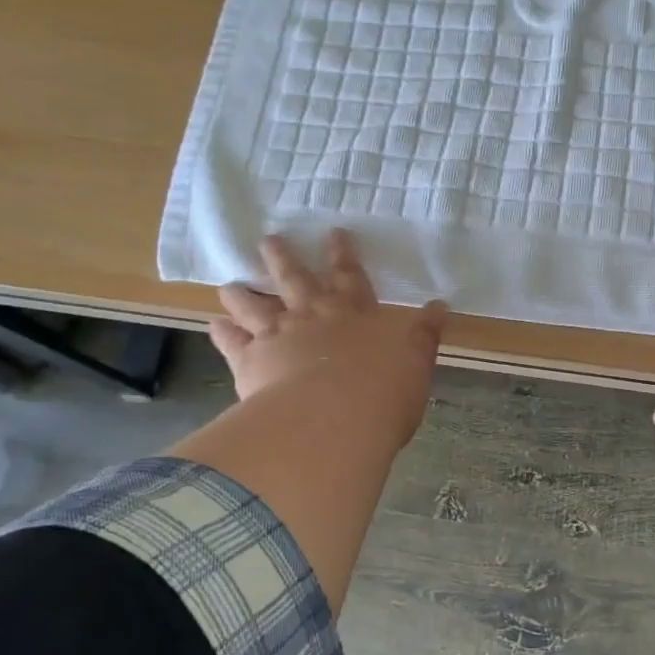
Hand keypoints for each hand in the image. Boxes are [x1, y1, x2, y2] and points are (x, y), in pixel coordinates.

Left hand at [210, 231, 448, 453]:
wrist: (332, 421)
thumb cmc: (382, 392)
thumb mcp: (416, 361)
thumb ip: (424, 334)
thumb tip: (440, 305)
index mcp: (353, 312)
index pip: (349, 274)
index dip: (342, 253)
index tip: (333, 233)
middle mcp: (313, 315)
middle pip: (294, 279)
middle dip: (282, 258)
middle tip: (268, 240)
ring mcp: (278, 335)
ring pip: (254, 305)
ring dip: (242, 293)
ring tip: (228, 283)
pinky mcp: (250, 361)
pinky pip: (231, 342)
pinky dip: (222, 332)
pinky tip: (214, 325)